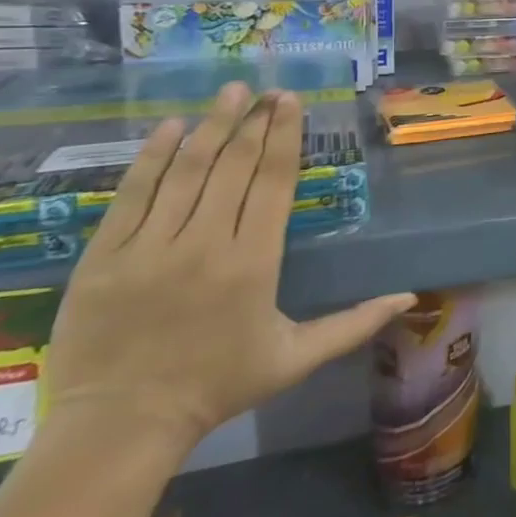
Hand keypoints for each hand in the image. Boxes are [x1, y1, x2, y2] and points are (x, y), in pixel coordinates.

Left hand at [43, 83, 414, 463]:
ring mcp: (150, 248)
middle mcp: (205, 244)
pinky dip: (152, 158)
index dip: (284, 137)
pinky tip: (171, 128)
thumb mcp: (296, 358)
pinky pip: (131, 195)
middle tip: (266, 90)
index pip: (274, 182)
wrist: (120, 426)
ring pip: (186, 172)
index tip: (290, 102)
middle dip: (254, 122)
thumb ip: (354, 324)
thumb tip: (410, 298)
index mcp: (254, 262)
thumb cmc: (218, 386)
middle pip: (234, 167)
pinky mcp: (105, 257)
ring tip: (229, 92)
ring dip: (212, 127)